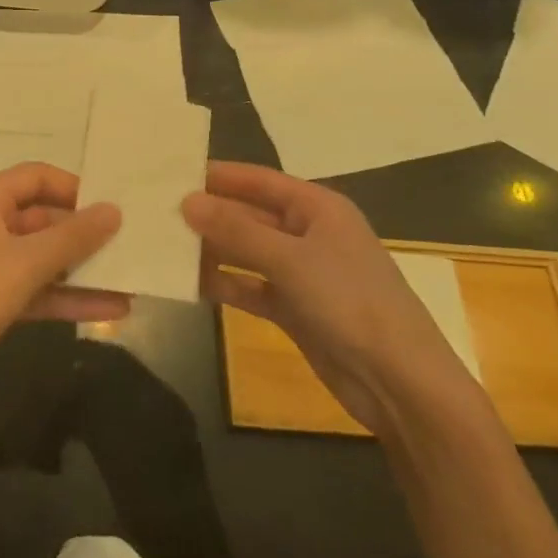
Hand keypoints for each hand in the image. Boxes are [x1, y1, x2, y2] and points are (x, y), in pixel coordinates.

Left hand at [0, 163, 125, 415]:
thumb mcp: (27, 261)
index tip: (111, 203)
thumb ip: (73, 236)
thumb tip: (114, 210)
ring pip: (45, 258)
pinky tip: (112, 308)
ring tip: (131, 276)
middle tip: (131, 241)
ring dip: (84, 268)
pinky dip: (70, 298)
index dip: (73, 186)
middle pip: (44, 217)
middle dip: (84, 232)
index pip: (36, 176)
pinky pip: (39, 290)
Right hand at [184, 161, 475, 437]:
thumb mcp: (290, 260)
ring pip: (246, 252)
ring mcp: (301, 273)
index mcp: (317, 207)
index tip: (171, 173)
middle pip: (248, 215)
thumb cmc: (350, 302)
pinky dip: (225, 284)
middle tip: (156, 212)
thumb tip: (186, 201)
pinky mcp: (294, 309)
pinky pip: (250, 287)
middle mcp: (308, 233)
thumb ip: (236, 230)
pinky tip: (189, 282)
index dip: (217, 175)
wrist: (401, 384)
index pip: (257, 180)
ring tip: (163, 245)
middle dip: (208, 215)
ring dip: (212, 250)